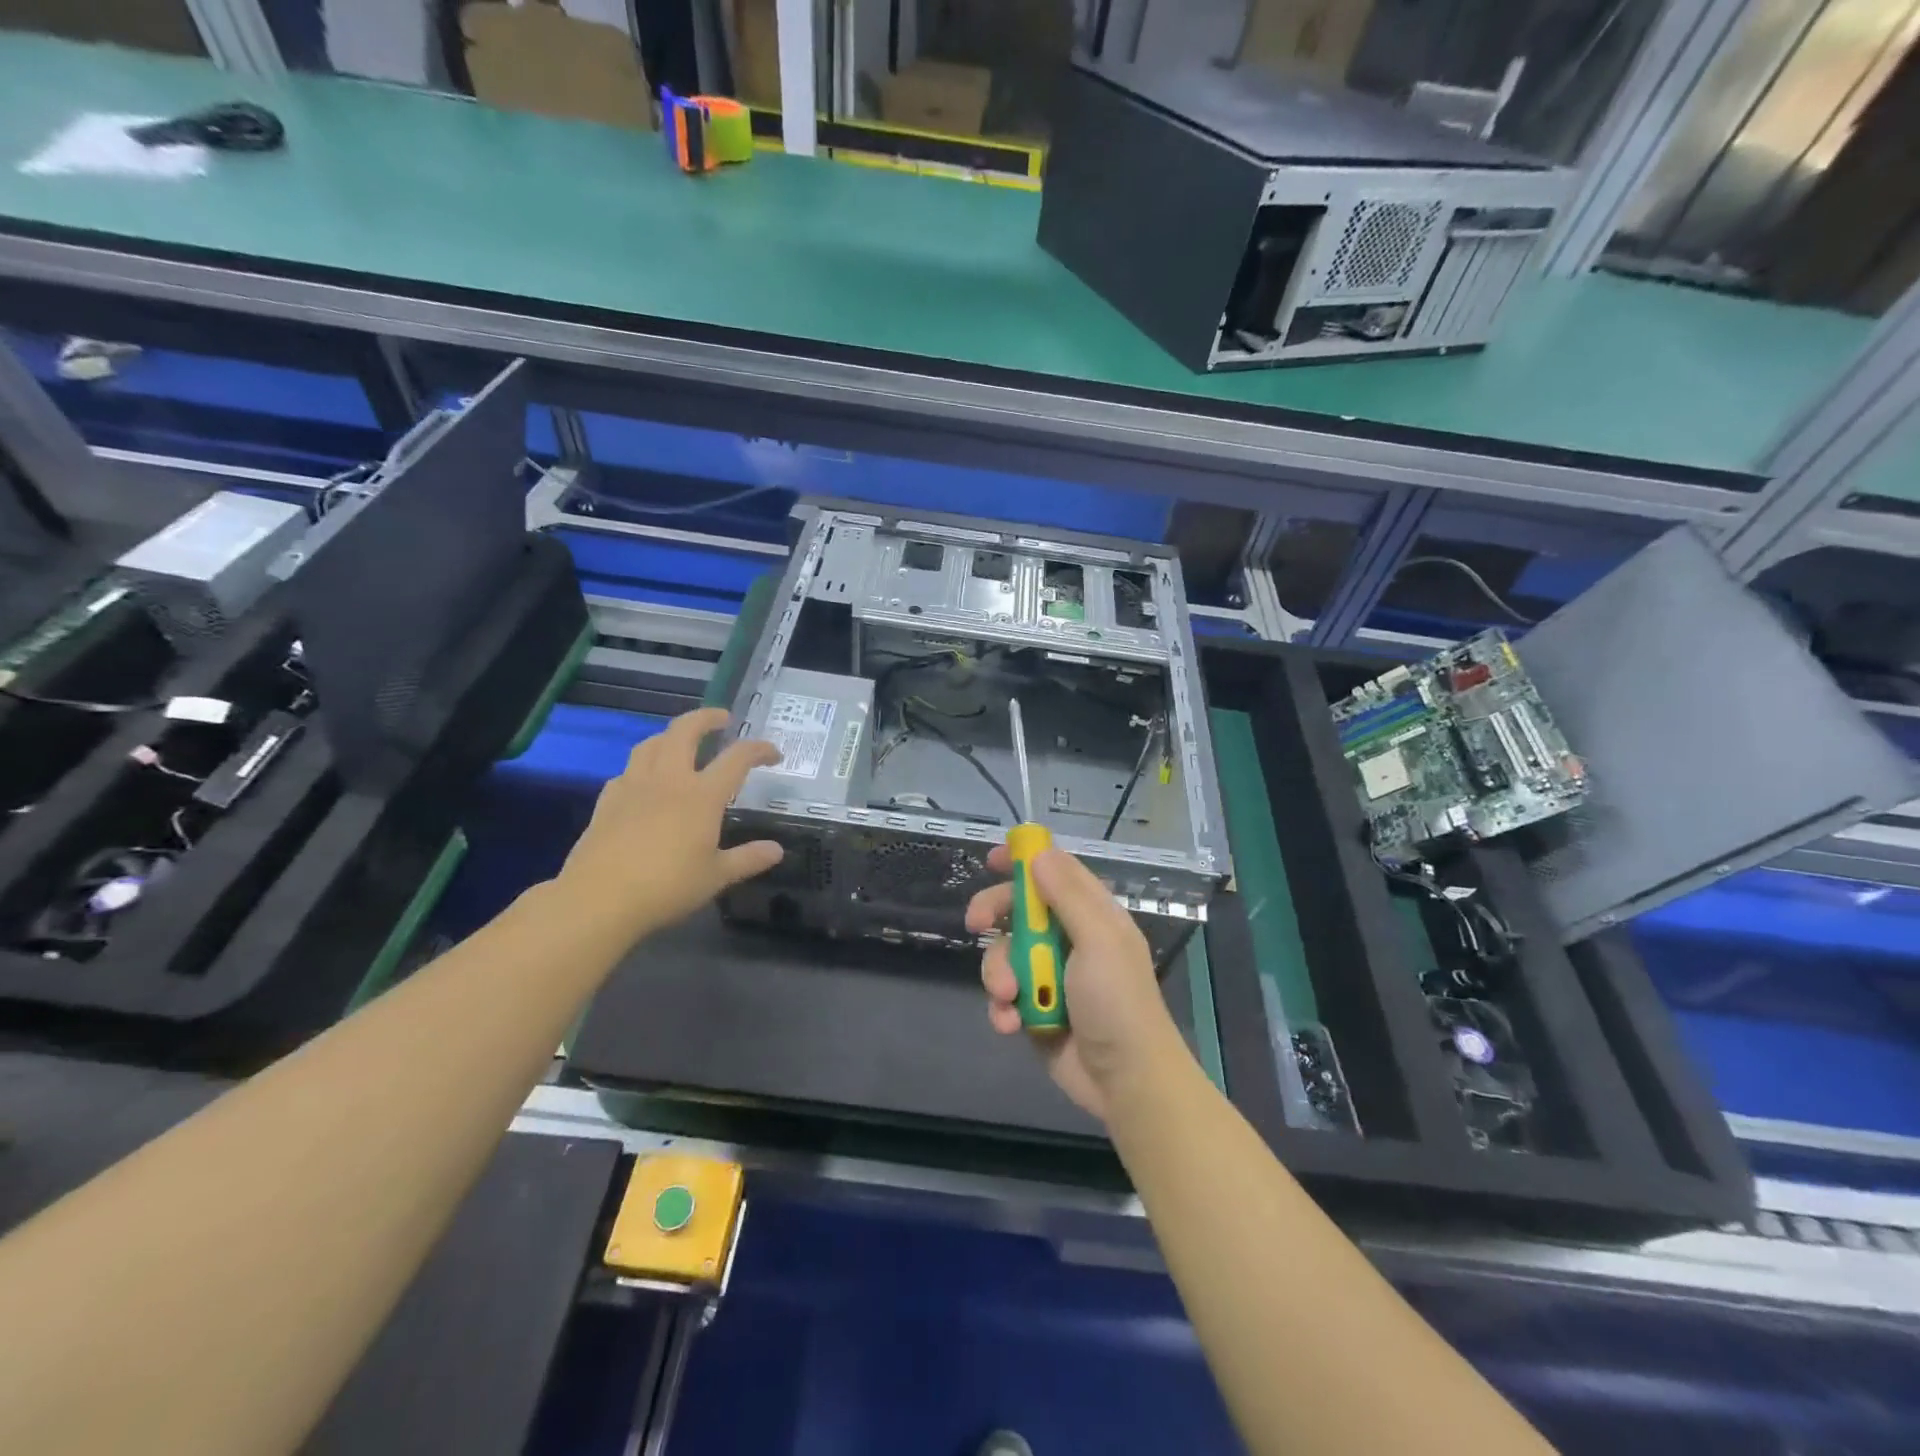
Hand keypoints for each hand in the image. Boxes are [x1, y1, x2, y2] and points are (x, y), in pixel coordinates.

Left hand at [557, 707, 783, 939]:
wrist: (599, 899)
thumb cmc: (667, 887)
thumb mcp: (716, 877)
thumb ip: (748, 859)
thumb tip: (776, 850)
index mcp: (702, 795)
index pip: (737, 758)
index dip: (759, 749)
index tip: (773, 754)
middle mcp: (669, 780)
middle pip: (685, 730)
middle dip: (706, 717)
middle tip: (721, 718)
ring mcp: (633, 786)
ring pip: (651, 744)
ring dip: (671, 735)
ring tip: (681, 742)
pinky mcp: (607, 801)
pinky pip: (627, 771)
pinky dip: (643, 767)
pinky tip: (645, 783)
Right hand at [966, 845, 1183, 1121]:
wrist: (1125, 1081)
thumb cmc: (1117, 1002)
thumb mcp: (1098, 940)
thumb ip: (1067, 895)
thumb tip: (1039, 853)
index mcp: (1091, 915)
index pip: (1054, 872)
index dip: (1024, 861)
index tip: (992, 860)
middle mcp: (1069, 938)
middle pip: (1019, 909)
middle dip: (994, 914)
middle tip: (975, 923)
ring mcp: (1050, 974)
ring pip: (1004, 954)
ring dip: (1000, 974)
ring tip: (1011, 997)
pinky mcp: (1035, 1009)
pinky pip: (1004, 995)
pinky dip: (1002, 1008)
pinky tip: (1010, 1024)